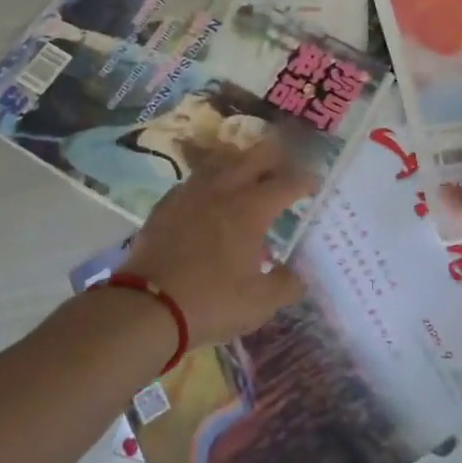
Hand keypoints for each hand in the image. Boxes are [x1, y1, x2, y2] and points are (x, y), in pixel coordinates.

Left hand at [117, 135, 313, 348]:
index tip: (315, 184)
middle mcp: (224, 189)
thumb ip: (285, 285)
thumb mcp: (259, 303)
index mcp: (252, 208)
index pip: (288, 182)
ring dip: (242, 162)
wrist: (146, 306)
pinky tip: (210, 195)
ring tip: (249, 173)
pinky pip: (195, 179)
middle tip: (285, 169)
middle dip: (276, 158)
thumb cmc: (210, 302)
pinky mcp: (167, 203)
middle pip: (256, 156)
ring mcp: (192, 192)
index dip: (306, 180)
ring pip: (222, 160)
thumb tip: (297, 276)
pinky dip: (211, 180)